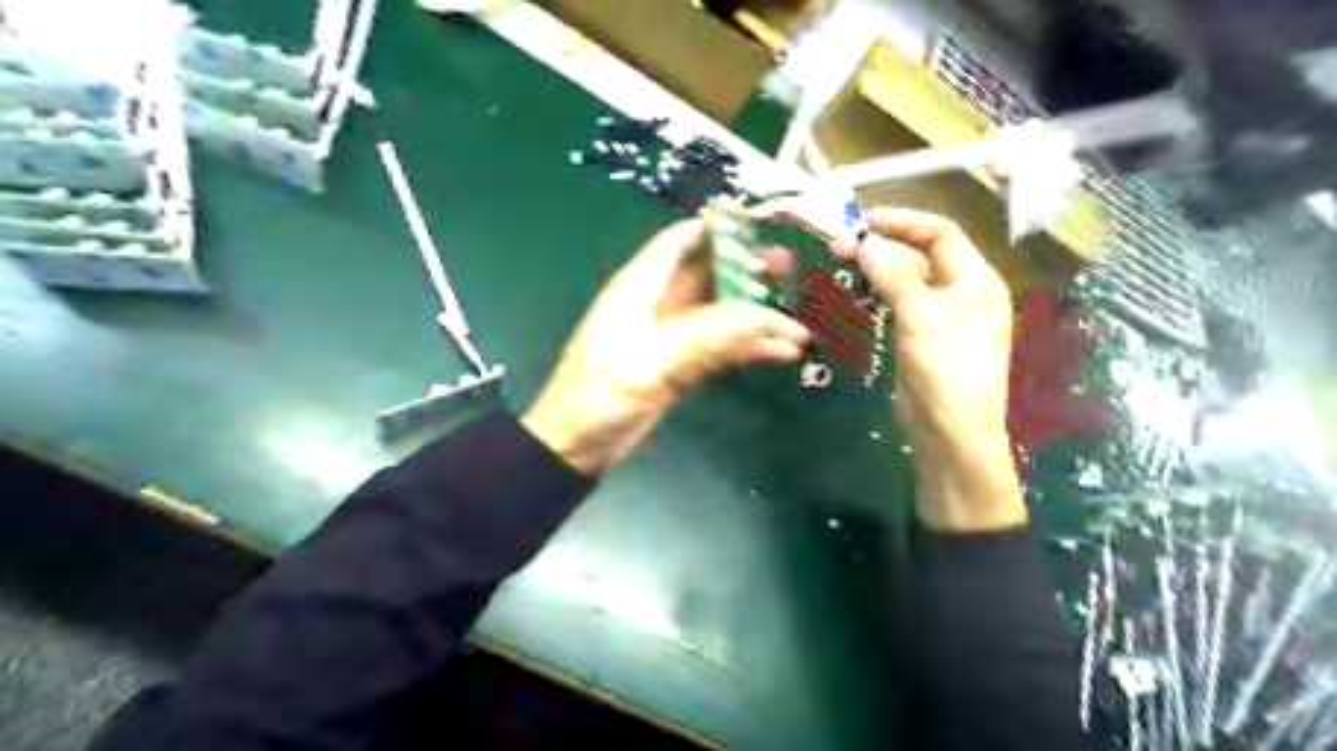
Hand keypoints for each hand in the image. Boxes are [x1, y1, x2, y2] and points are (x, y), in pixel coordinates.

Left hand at [524, 220, 807, 473]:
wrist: (578, 446)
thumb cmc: (601, 394)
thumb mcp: (651, 360)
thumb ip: (707, 336)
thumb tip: (763, 317)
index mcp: (640, 288)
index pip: (679, 242)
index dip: (716, 228)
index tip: (760, 224)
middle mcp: (660, 305)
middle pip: (710, 276)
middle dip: (750, 271)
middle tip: (794, 269)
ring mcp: (673, 338)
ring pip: (723, 316)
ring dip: (757, 319)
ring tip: (800, 323)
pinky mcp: (683, 367)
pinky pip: (723, 350)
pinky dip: (750, 350)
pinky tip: (783, 354)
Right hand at [834, 209, 1025, 530]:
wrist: (948, 433)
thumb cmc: (946, 370)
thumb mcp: (921, 317)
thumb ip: (893, 276)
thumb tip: (866, 243)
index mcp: (975, 280)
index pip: (941, 234)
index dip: (903, 222)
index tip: (864, 220)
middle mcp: (959, 294)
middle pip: (919, 257)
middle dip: (881, 248)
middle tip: (839, 248)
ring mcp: (937, 319)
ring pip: (903, 283)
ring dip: (873, 273)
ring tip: (838, 267)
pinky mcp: (917, 341)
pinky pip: (895, 309)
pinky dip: (873, 298)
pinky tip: (848, 295)